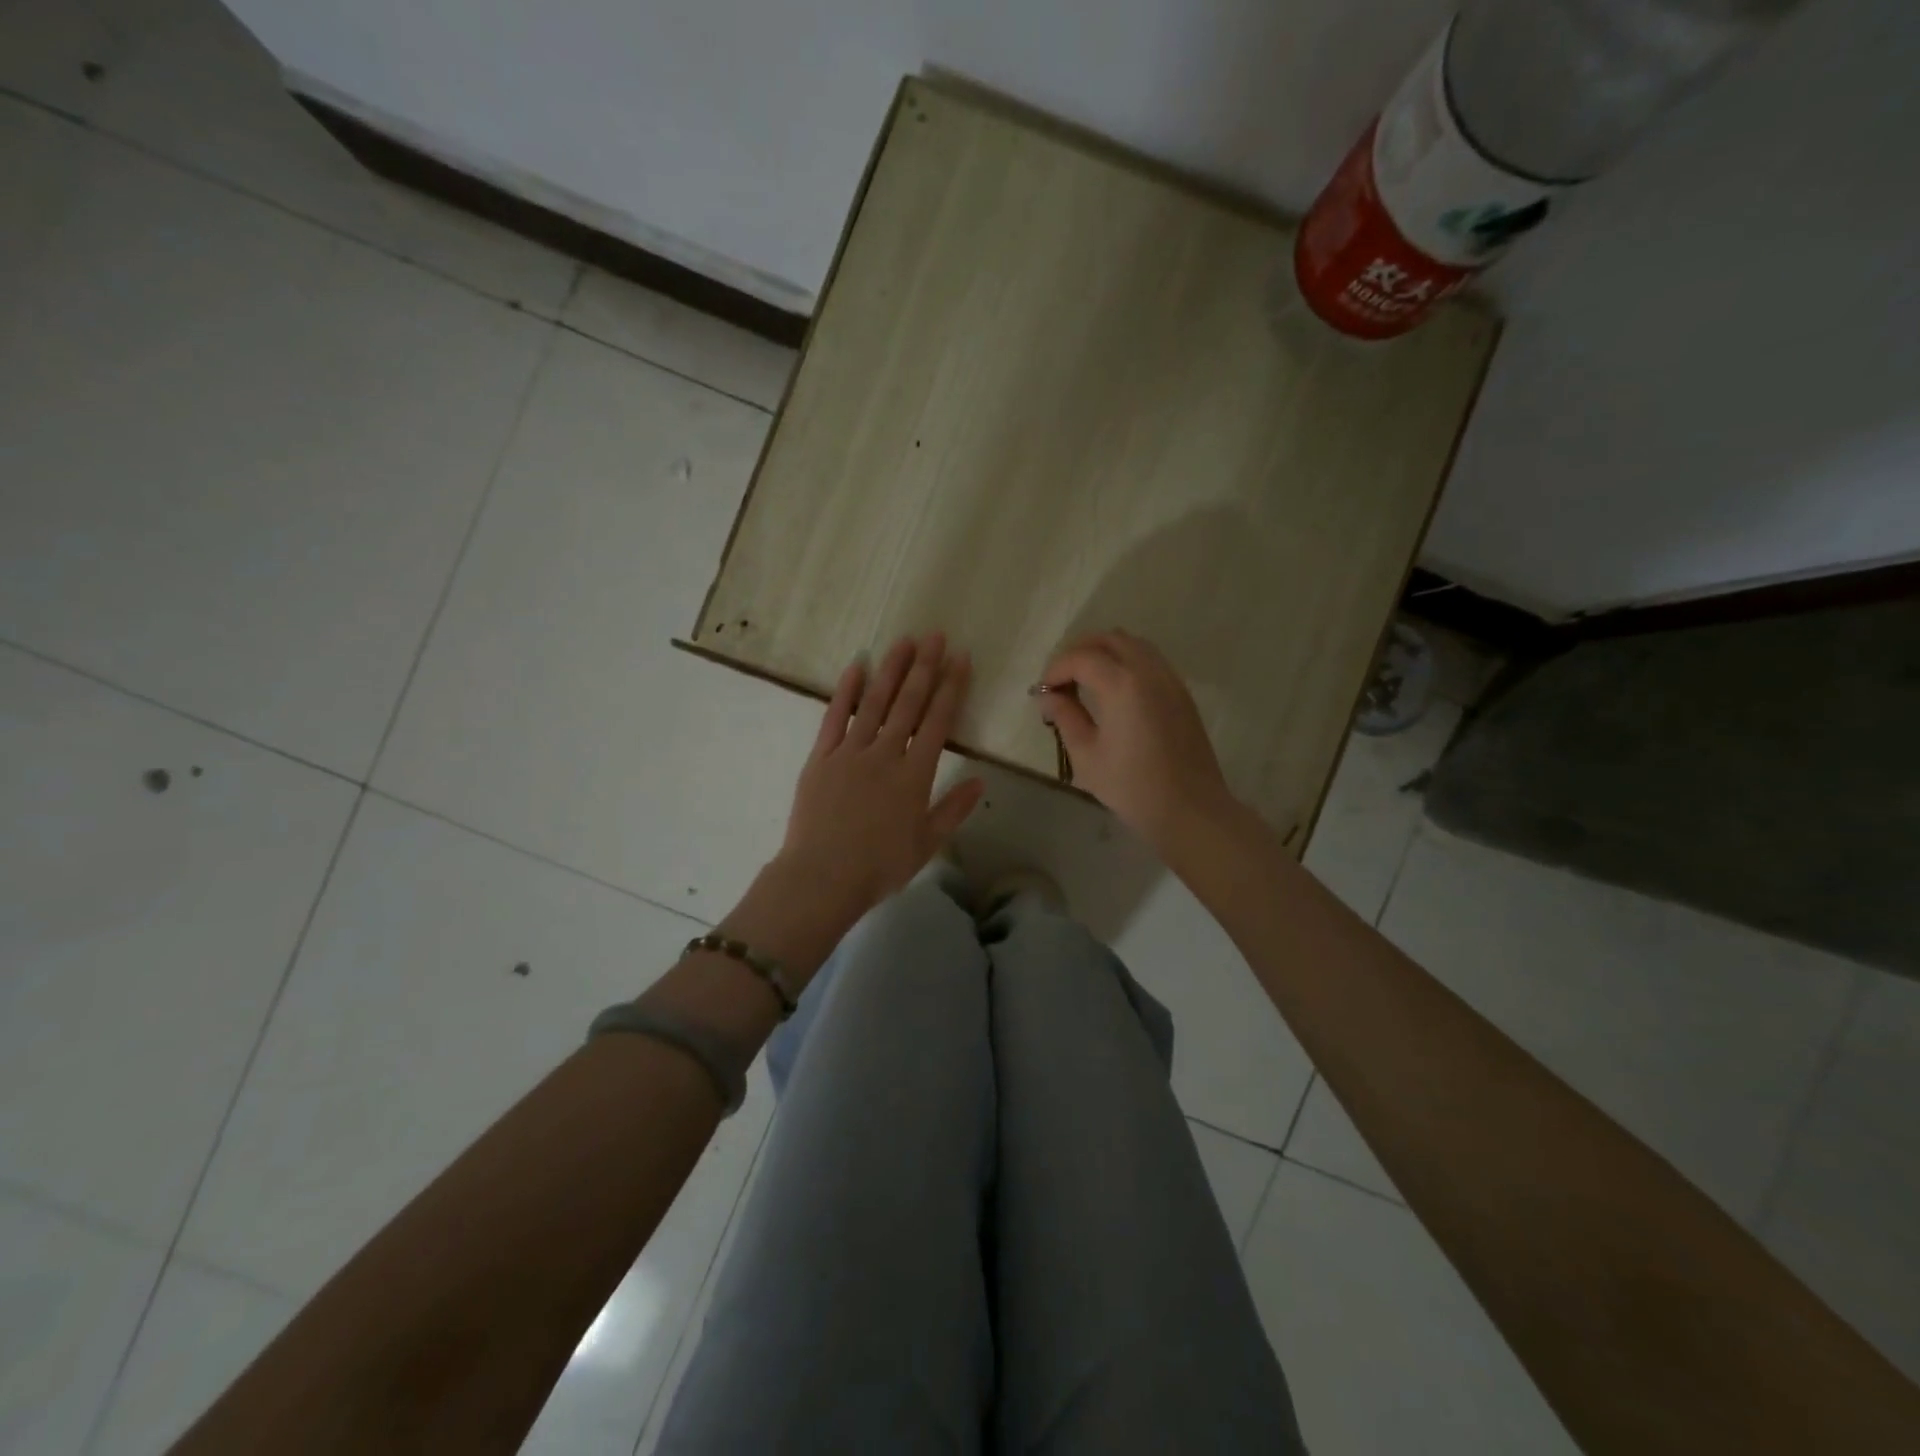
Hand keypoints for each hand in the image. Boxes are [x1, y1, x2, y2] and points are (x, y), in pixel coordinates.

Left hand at [777, 633, 984, 914]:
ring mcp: (850, 751)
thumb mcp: (926, 843)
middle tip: (935, 636)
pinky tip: (856, 667)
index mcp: (914, 774)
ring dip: (890, 670)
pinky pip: (835, 717)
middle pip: (908, 703)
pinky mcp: (821, 757)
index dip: (951, 688)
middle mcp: (885, 753)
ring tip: (903, 641)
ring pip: (874, 702)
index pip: (938, 721)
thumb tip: (980, 780)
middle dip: (924, 667)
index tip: (960, 659)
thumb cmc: (880, 866)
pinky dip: (846, 691)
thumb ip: (953, 809)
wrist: (823, 876)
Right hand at [1038, 630, 1238, 853]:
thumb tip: (1049, 696)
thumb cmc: (1132, 787)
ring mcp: (1171, 680)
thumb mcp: (1086, 756)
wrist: (1190, 809)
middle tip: (1061, 680)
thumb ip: (1065, 717)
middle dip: (1080, 652)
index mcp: (1122, 684)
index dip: (1056, 669)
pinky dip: (1127, 663)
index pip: (1081, 658)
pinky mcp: (1182, 694)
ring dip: (1105, 653)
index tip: (1043, 692)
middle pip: (1110, 639)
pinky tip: (1115, 693)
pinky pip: (1151, 661)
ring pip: (1134, 645)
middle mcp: (1149, 671)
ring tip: (1086, 682)